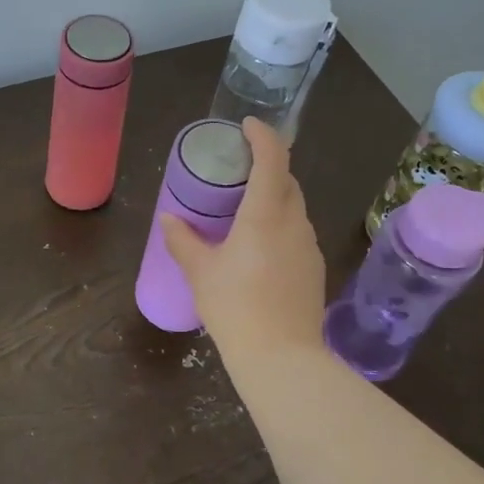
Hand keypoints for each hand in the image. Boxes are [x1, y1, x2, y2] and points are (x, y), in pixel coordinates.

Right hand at [159, 118, 325, 358]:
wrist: (281, 358)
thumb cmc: (235, 307)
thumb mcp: (200, 272)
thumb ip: (183, 240)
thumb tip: (169, 219)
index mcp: (265, 214)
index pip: (273, 158)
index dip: (263, 135)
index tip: (246, 126)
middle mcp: (294, 222)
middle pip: (287, 180)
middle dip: (267, 167)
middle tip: (238, 171)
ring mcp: (309, 246)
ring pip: (294, 208)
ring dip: (274, 198)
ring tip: (244, 210)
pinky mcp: (314, 268)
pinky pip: (297, 232)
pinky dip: (280, 225)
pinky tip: (259, 248)